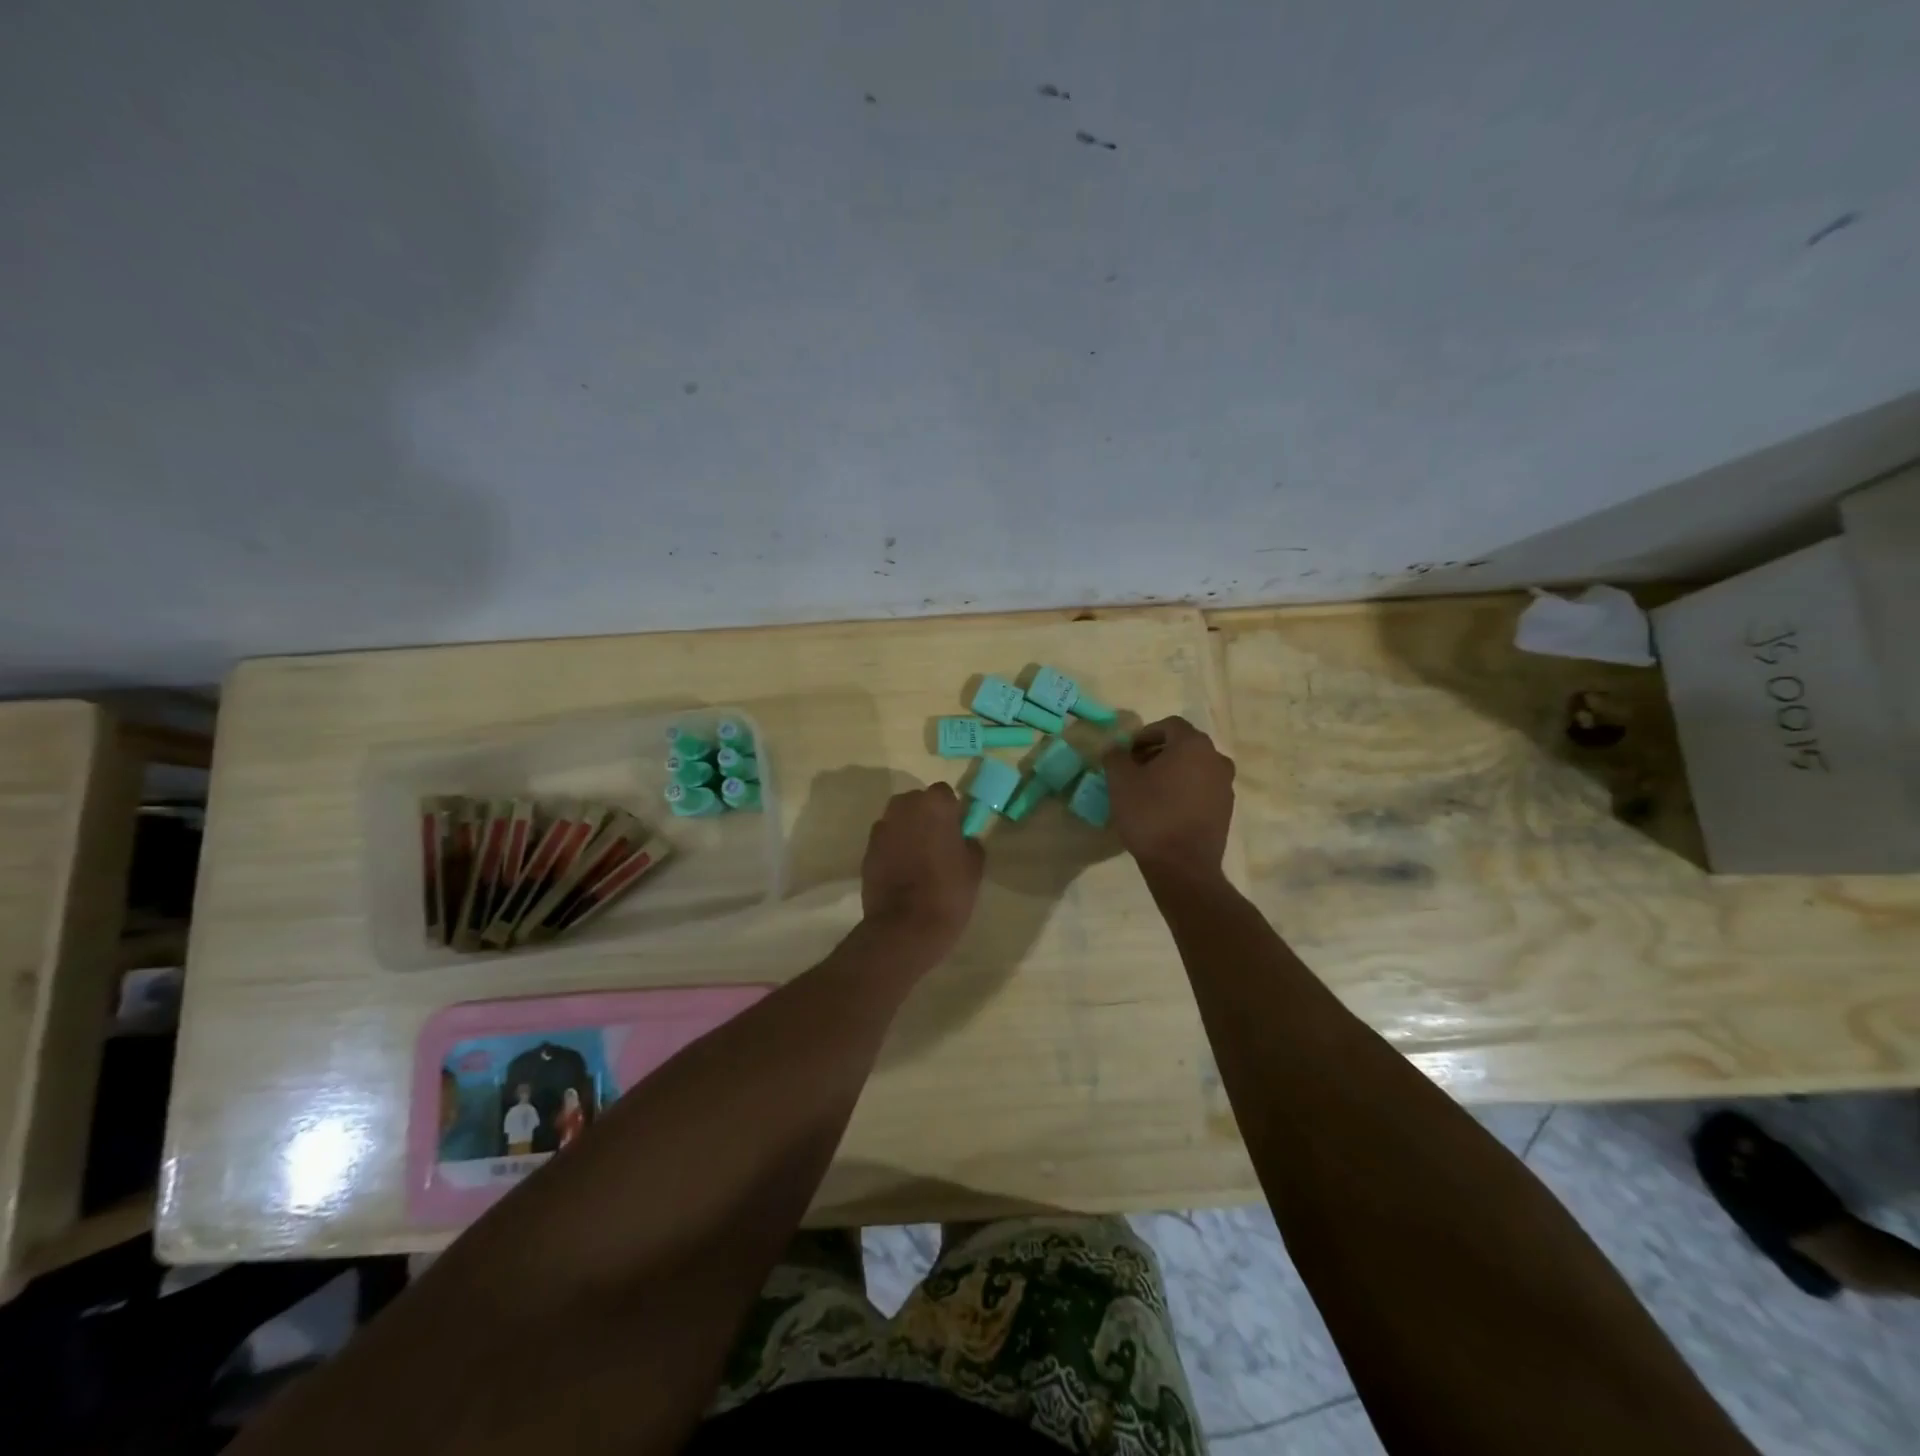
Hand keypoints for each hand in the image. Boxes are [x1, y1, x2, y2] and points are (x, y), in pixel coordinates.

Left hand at [860, 783, 983, 957]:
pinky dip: (892, 849)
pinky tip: (902, 871)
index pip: (944, 794)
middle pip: (917, 802)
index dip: (951, 811)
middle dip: (925, 816)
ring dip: (907, 831)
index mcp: (934, 804)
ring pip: (898, 820)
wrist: (905, 926)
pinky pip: (885, 841)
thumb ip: (970, 843)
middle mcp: (904, 807)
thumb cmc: (948, 891)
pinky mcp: (867, 850)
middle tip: (937, 842)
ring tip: (918, 858)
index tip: (956, 830)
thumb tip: (964, 839)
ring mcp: (881, 828)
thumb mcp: (974, 867)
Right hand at [1103, 716, 1235, 874]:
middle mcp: (1216, 759)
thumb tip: (1116, 749)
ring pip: (1194, 768)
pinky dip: (1184, 791)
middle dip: (1157, 753)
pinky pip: (1202, 789)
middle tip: (1134, 770)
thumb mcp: (1120, 781)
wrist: (1182, 866)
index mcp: (1193, 745)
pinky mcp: (1226, 810)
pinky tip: (1165, 810)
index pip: (1168, 725)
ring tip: (1148, 791)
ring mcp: (1225, 785)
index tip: (1126, 754)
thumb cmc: (1150, 815)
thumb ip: (1115, 756)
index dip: (1144, 735)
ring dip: (1172, 772)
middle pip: (1183, 745)